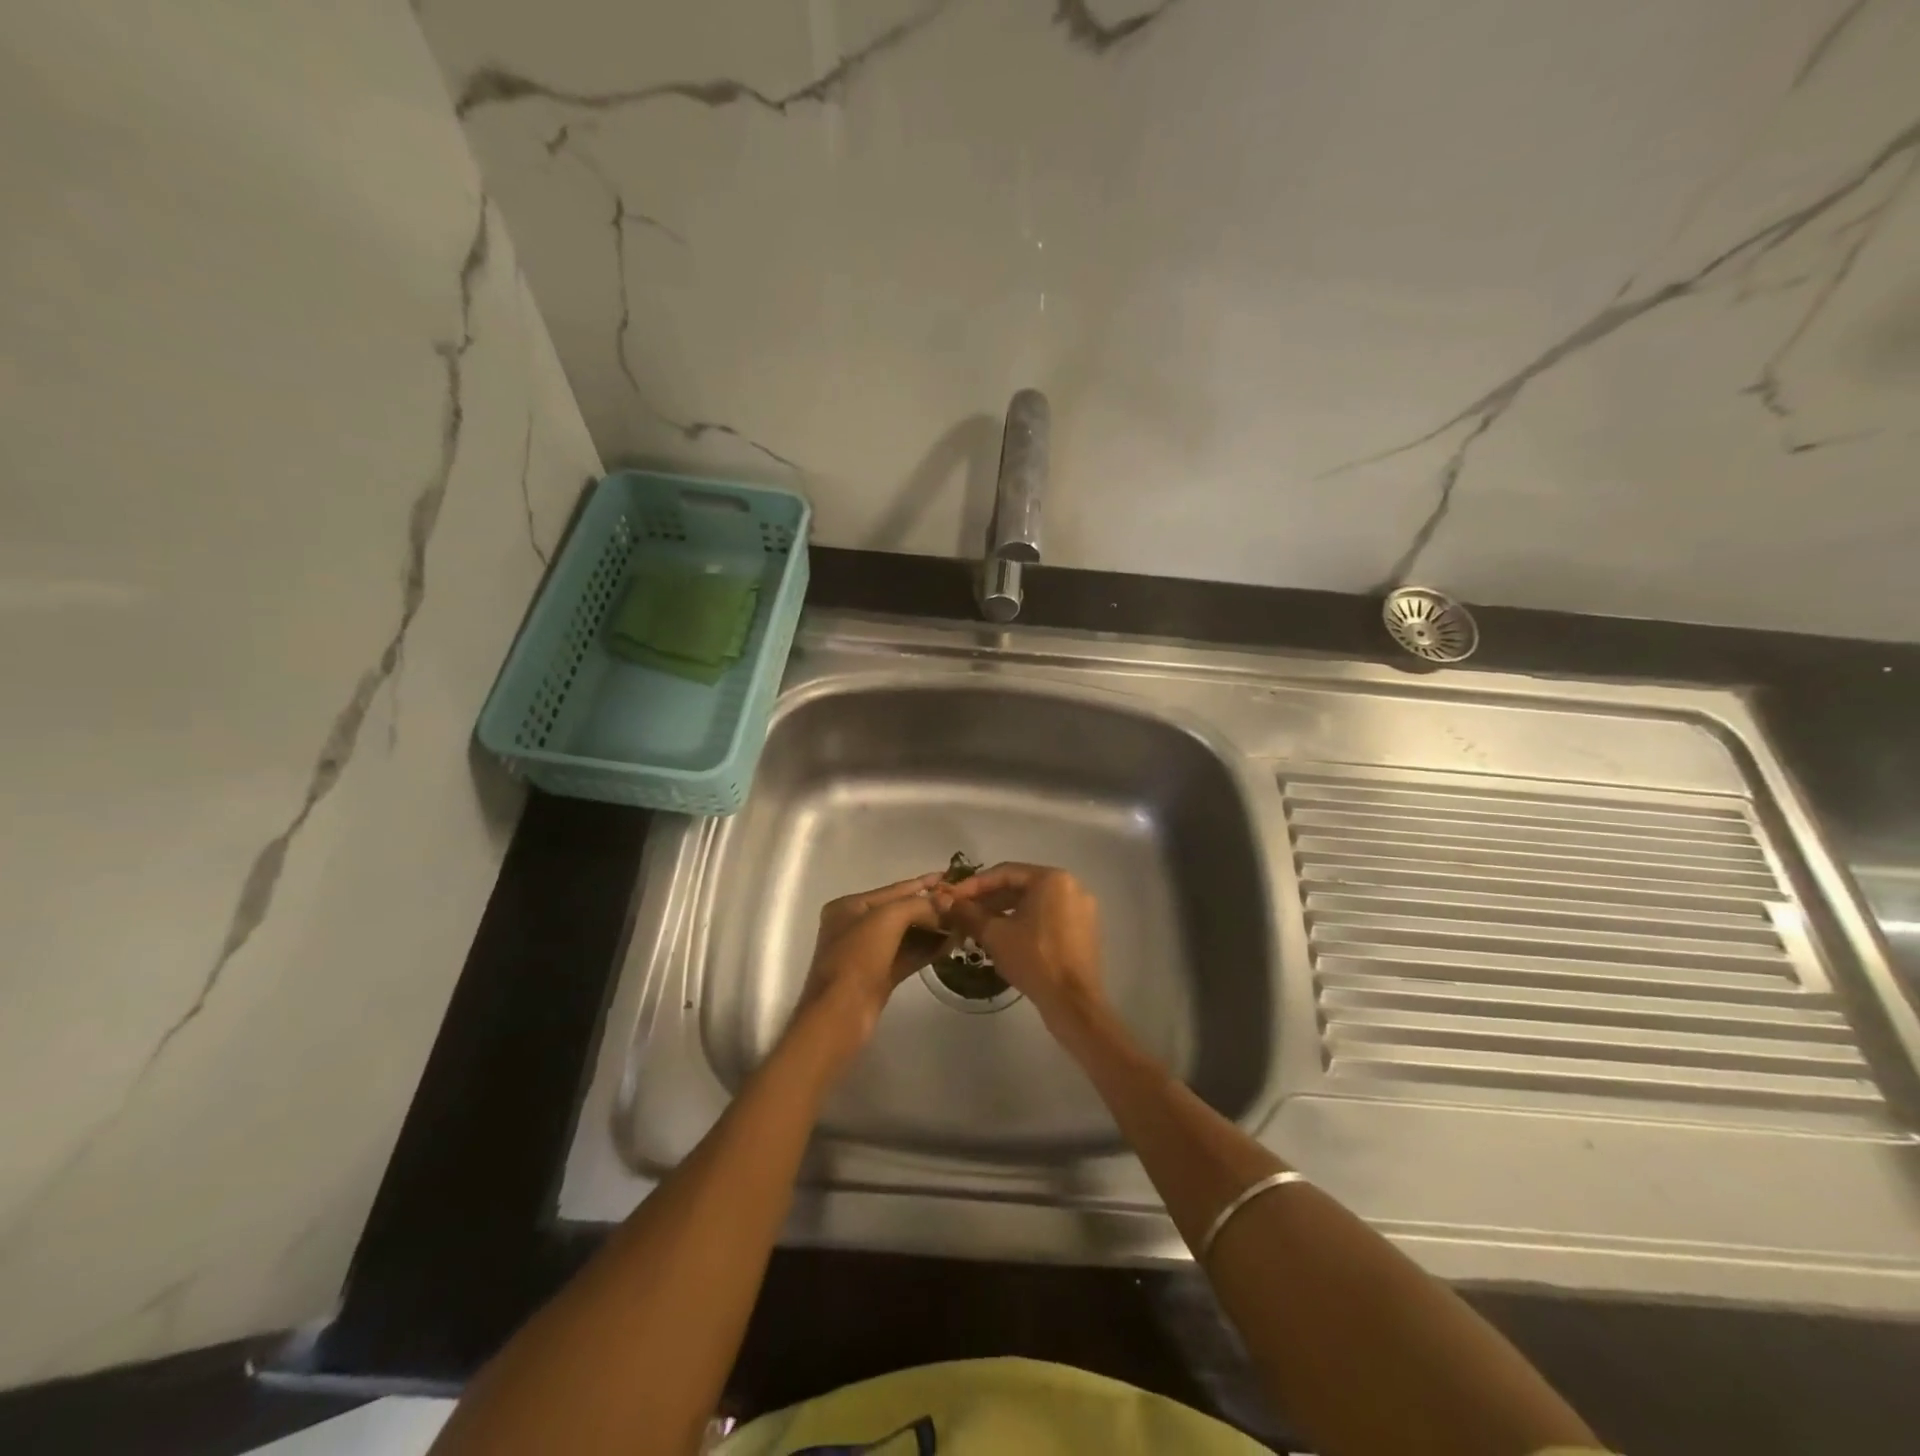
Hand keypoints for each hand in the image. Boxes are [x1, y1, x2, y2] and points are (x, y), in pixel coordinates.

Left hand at [798, 872, 950, 1054]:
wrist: (840, 1014)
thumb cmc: (858, 958)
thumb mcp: (887, 919)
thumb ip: (919, 905)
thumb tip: (947, 900)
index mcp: (849, 906)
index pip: (893, 889)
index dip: (923, 883)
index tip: (950, 876)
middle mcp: (856, 926)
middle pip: (900, 911)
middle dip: (930, 908)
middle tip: (962, 904)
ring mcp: (867, 953)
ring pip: (906, 935)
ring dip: (932, 929)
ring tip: (962, 923)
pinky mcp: (879, 976)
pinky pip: (907, 955)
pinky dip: (927, 949)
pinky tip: (950, 944)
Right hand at [934, 864, 1105, 1030]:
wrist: (1073, 1002)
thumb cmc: (1033, 959)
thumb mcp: (995, 934)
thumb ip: (968, 913)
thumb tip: (943, 900)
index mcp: (1052, 879)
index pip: (1005, 873)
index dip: (974, 885)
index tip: (952, 897)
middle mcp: (1071, 886)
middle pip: (1021, 886)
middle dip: (989, 900)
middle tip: (962, 913)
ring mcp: (1081, 909)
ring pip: (1034, 903)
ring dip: (1005, 912)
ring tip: (978, 927)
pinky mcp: (1085, 930)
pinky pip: (1048, 917)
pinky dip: (1025, 923)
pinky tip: (1005, 938)